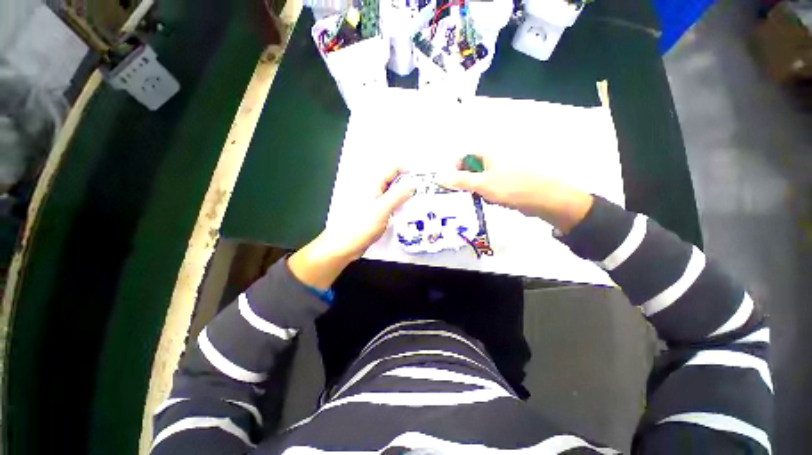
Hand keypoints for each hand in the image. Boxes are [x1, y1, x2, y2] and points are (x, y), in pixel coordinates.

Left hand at [288, 169, 414, 288]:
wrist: (345, 245)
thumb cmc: (360, 226)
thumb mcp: (382, 209)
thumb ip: (398, 195)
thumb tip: (412, 183)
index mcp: (373, 183)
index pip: (393, 168)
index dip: (407, 172)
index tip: (418, 184)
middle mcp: (374, 189)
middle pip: (394, 180)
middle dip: (408, 185)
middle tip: (420, 196)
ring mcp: (375, 201)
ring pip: (393, 193)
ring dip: (405, 197)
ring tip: (416, 205)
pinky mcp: (376, 212)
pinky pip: (391, 205)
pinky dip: (399, 207)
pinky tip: (406, 214)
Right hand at [436, 155, 593, 233]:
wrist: (544, 200)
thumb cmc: (510, 187)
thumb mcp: (481, 184)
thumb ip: (459, 181)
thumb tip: (438, 177)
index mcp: (487, 154)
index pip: (462, 156)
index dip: (454, 169)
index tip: (453, 185)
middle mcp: (493, 159)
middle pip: (470, 168)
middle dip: (464, 182)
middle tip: (463, 194)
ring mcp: (501, 172)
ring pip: (479, 179)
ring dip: (474, 190)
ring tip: (477, 199)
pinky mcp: (506, 183)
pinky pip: (489, 186)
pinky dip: (485, 194)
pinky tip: (489, 201)